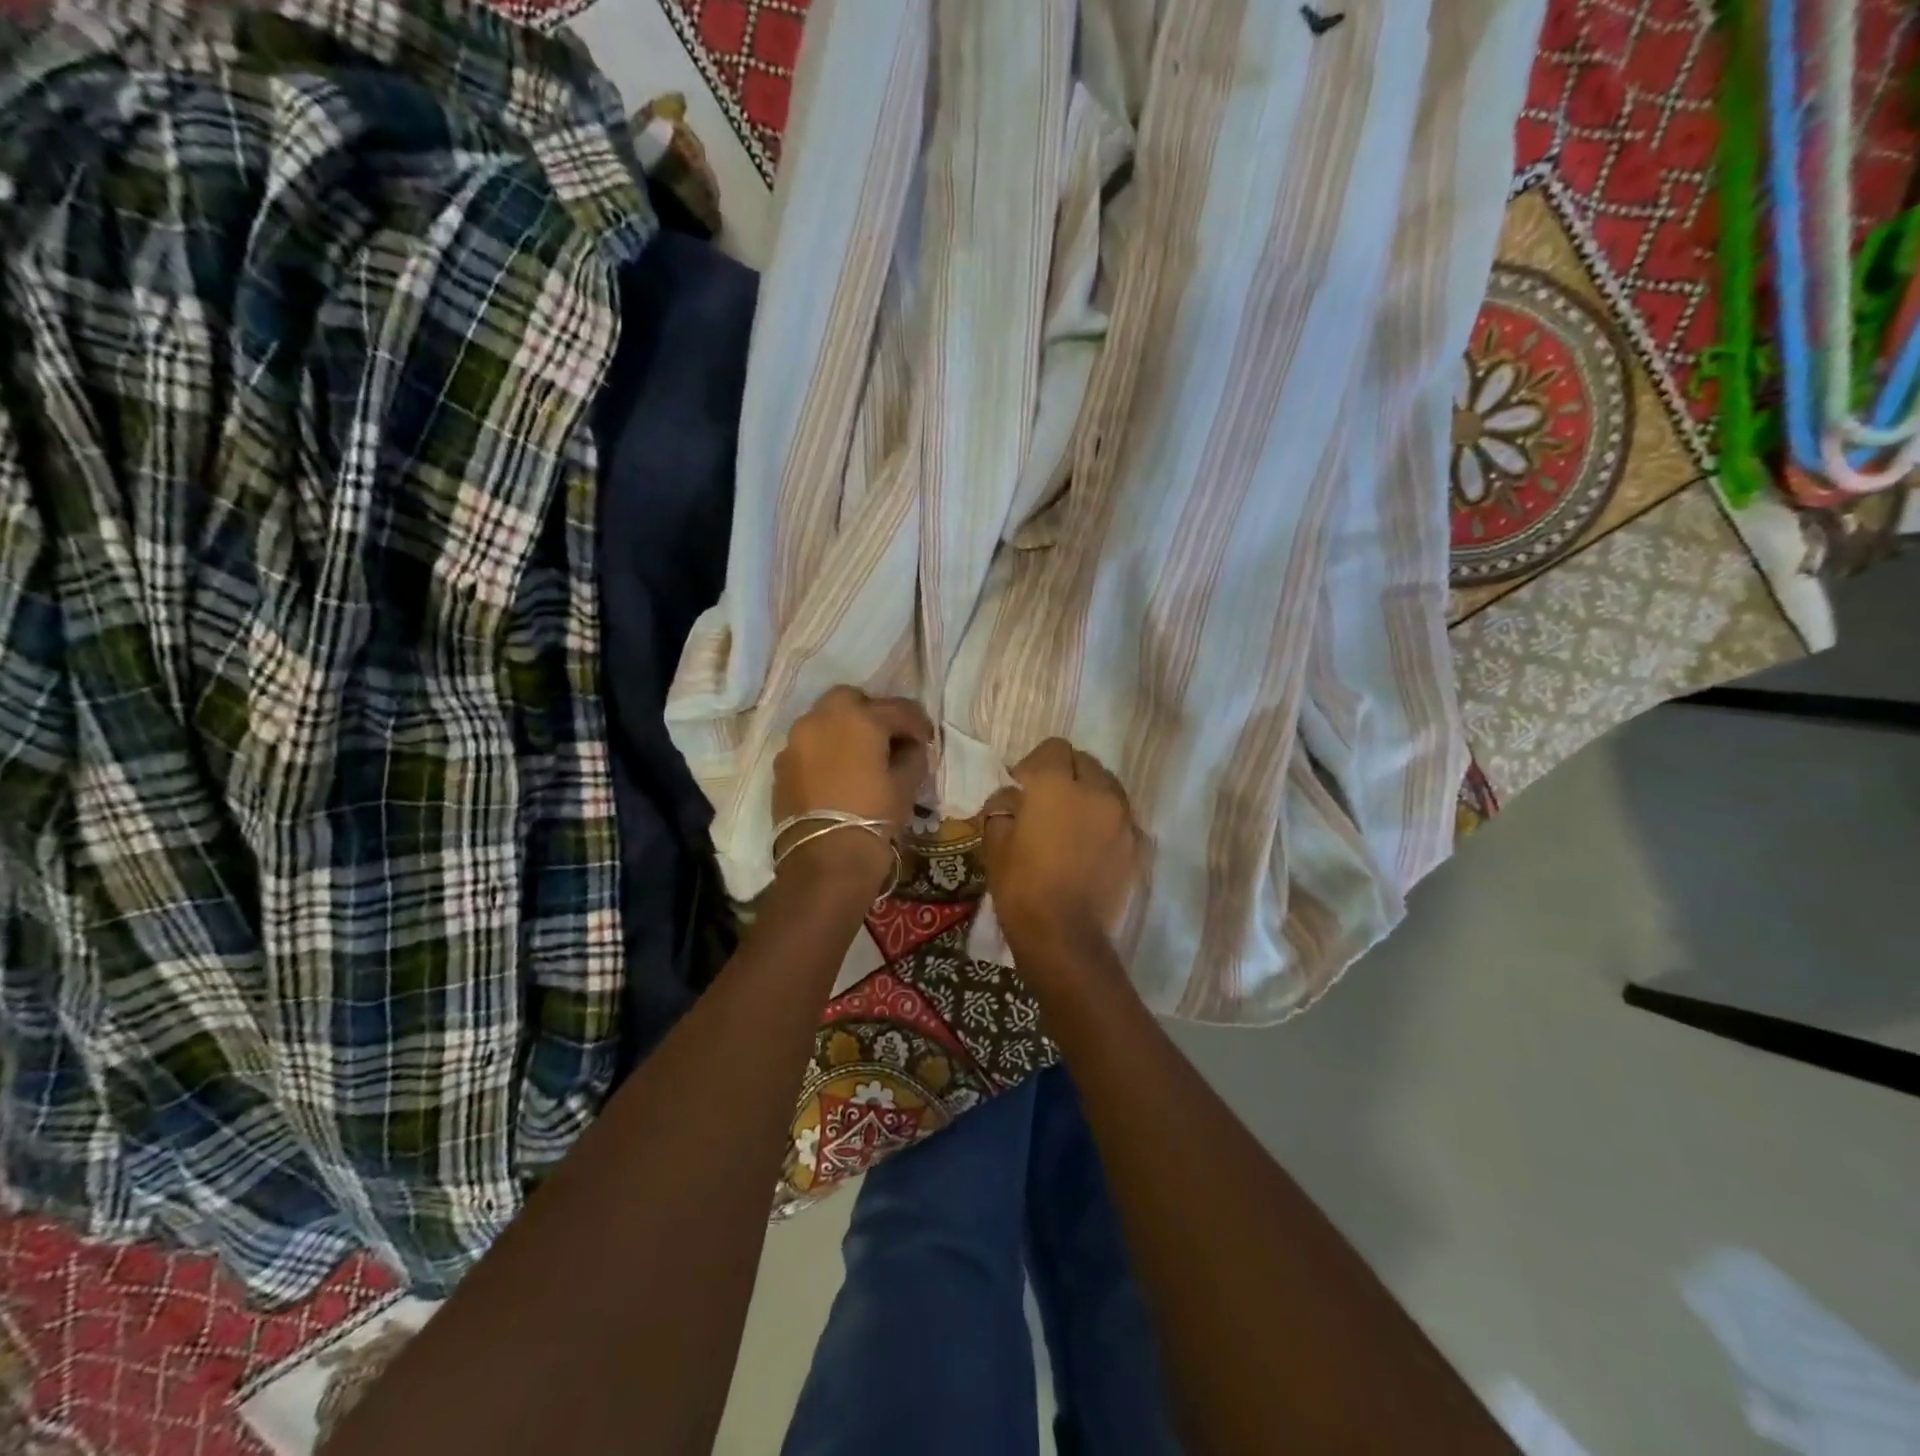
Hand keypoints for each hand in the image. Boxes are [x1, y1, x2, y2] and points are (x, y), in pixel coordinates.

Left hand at [772, 687, 932, 893]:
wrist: (825, 859)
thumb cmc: (874, 816)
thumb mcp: (906, 785)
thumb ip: (912, 756)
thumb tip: (910, 747)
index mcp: (860, 718)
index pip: (898, 709)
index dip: (917, 724)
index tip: (926, 741)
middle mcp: (822, 718)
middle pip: (851, 700)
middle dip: (871, 713)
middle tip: (886, 739)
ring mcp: (796, 740)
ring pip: (824, 720)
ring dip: (843, 730)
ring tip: (859, 757)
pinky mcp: (781, 764)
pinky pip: (808, 745)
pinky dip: (824, 750)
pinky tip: (836, 774)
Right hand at [980, 738, 1139, 956]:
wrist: (1065, 936)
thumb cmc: (1021, 887)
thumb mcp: (996, 843)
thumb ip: (1003, 808)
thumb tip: (1012, 798)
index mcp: (1056, 785)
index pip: (1053, 748)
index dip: (1035, 763)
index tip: (1022, 786)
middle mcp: (1096, 791)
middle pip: (1084, 762)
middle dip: (1065, 773)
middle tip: (1048, 801)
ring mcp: (1122, 818)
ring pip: (1107, 787)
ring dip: (1089, 794)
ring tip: (1072, 822)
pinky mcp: (1136, 844)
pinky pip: (1119, 817)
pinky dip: (1105, 821)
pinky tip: (1088, 845)